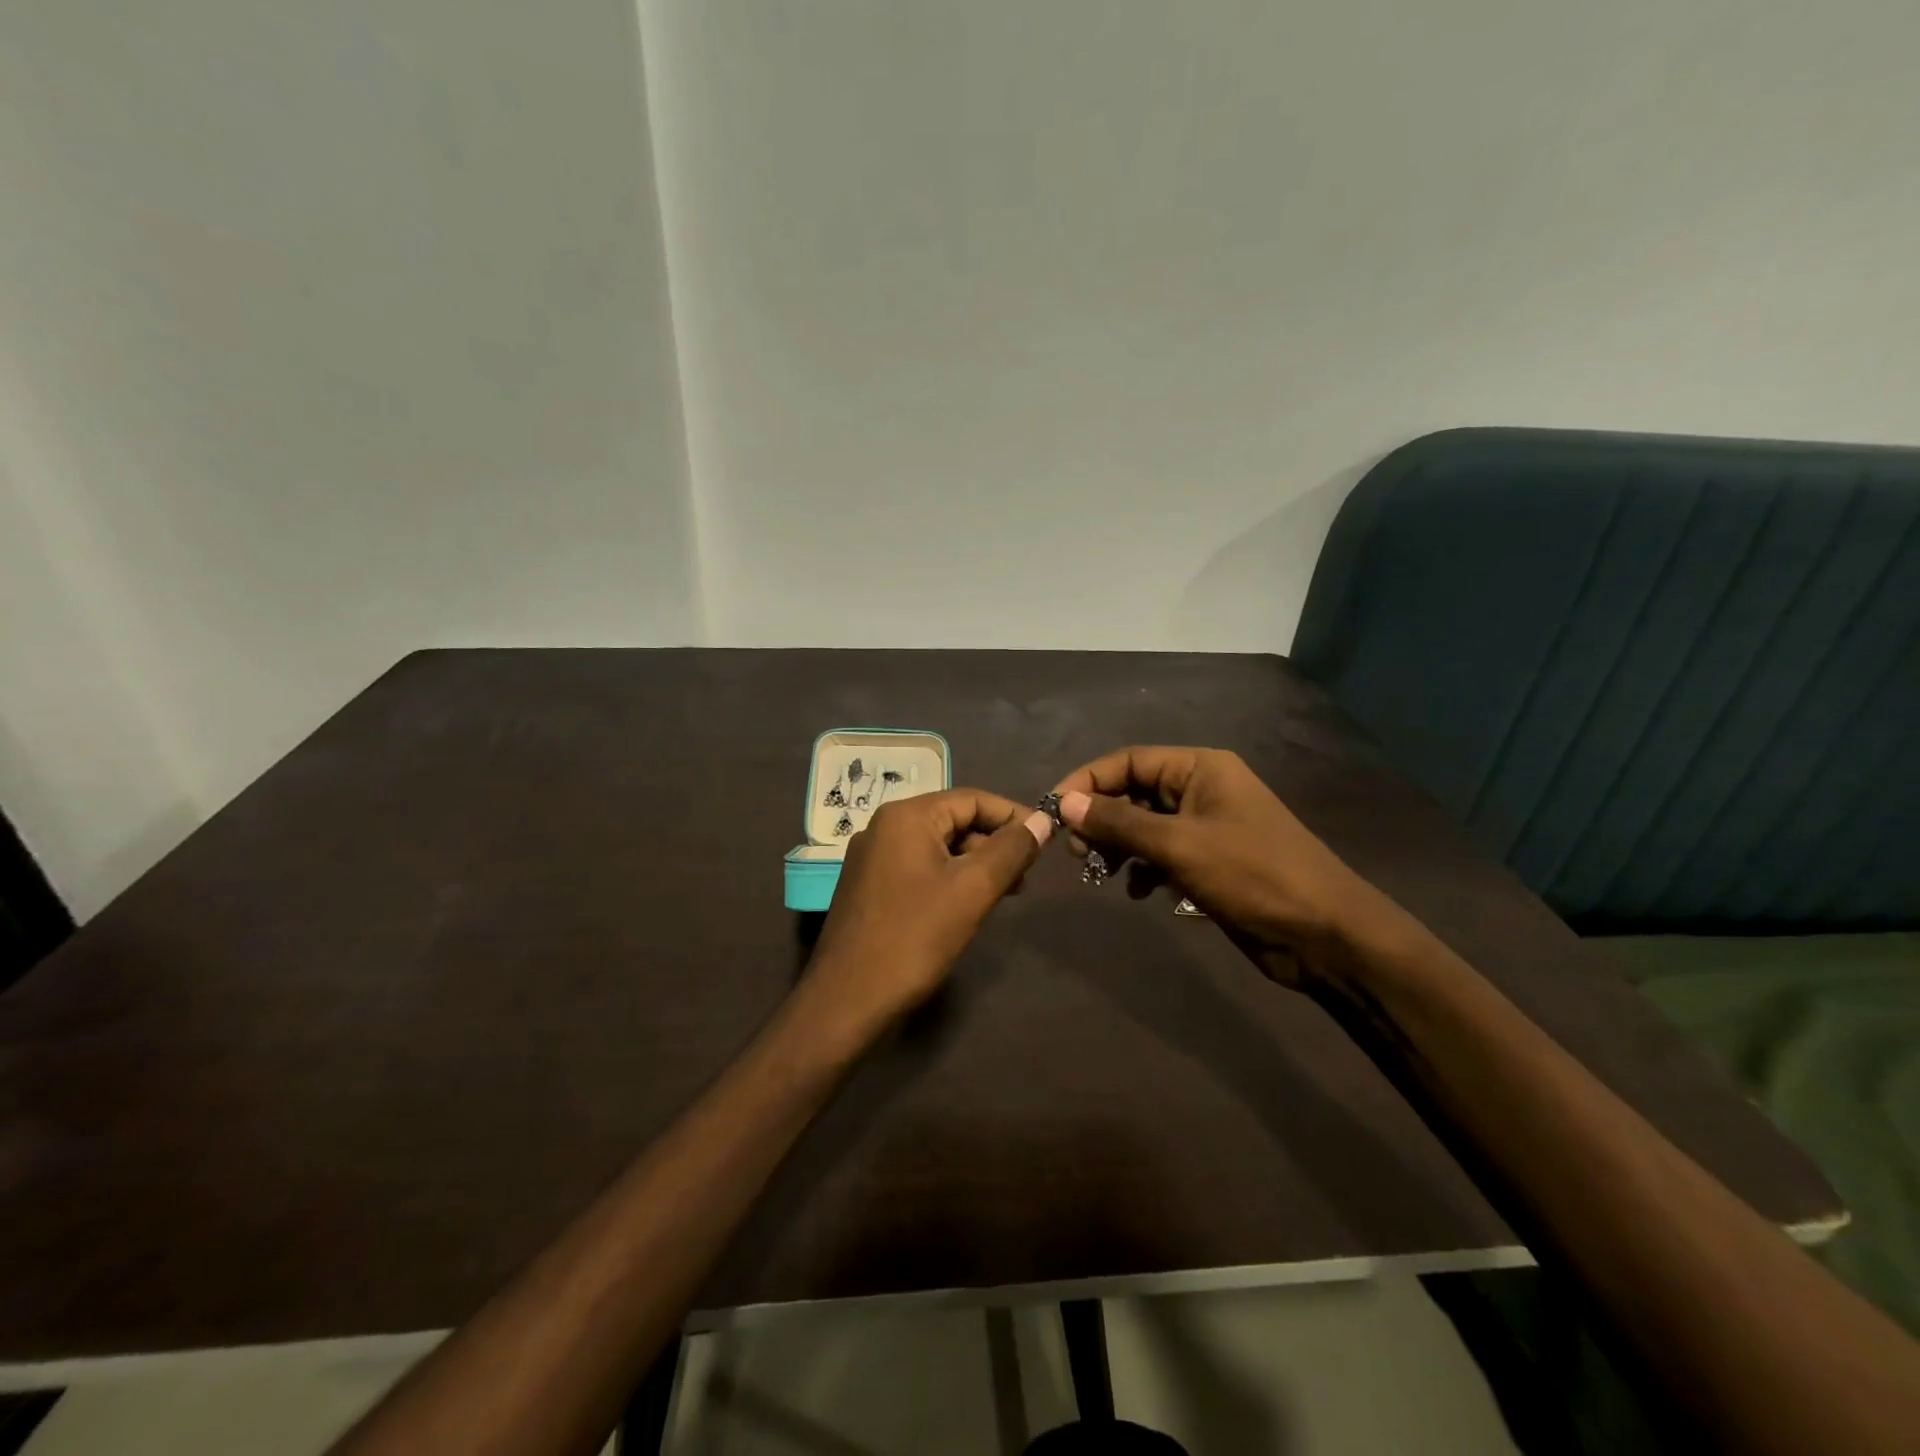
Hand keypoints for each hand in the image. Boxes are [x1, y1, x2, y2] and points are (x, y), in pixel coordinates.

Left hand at [802, 788, 1051, 1037]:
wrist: (847, 1000)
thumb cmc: (914, 937)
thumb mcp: (973, 889)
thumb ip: (1011, 850)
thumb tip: (1043, 821)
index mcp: (906, 816)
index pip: (972, 799)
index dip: (1013, 816)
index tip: (1046, 840)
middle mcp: (884, 827)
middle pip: (954, 820)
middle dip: (995, 843)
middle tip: (1028, 874)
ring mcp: (873, 858)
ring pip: (938, 847)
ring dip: (976, 863)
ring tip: (1008, 892)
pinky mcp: (870, 888)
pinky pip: (920, 868)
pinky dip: (951, 878)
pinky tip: (970, 905)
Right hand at [1052, 746, 1417, 987]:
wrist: (1324, 933)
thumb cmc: (1252, 875)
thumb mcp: (1178, 845)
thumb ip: (1118, 822)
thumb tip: (1065, 803)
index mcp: (1200, 768)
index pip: (1128, 760)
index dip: (1087, 781)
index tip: (1054, 811)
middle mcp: (1202, 788)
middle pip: (1134, 791)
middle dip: (1101, 818)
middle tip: (1078, 851)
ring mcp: (1207, 826)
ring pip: (1144, 824)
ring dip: (1118, 845)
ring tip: (1101, 872)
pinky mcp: (1210, 860)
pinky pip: (1161, 852)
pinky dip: (1142, 868)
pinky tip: (1136, 891)